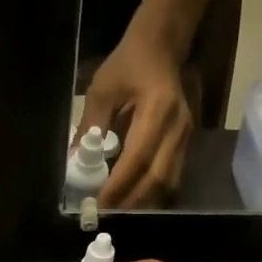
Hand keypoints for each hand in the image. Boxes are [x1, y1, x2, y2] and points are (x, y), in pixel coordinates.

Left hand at [80, 31, 193, 207]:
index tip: (99, 203)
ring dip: (143, 202)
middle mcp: (178, 127)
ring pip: (169, 182)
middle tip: (106, 215)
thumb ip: (90, 126)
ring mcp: (186, 137)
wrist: (162, 46)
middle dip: (132, 202)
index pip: (139, 158)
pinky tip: (133, 201)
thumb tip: (75, 163)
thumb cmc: (129, 64)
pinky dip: (152, 194)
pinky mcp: (185, 143)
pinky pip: (171, 177)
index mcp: (158, 110)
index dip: (119, 185)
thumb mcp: (102, 89)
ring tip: (118, 212)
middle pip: (158, 178)